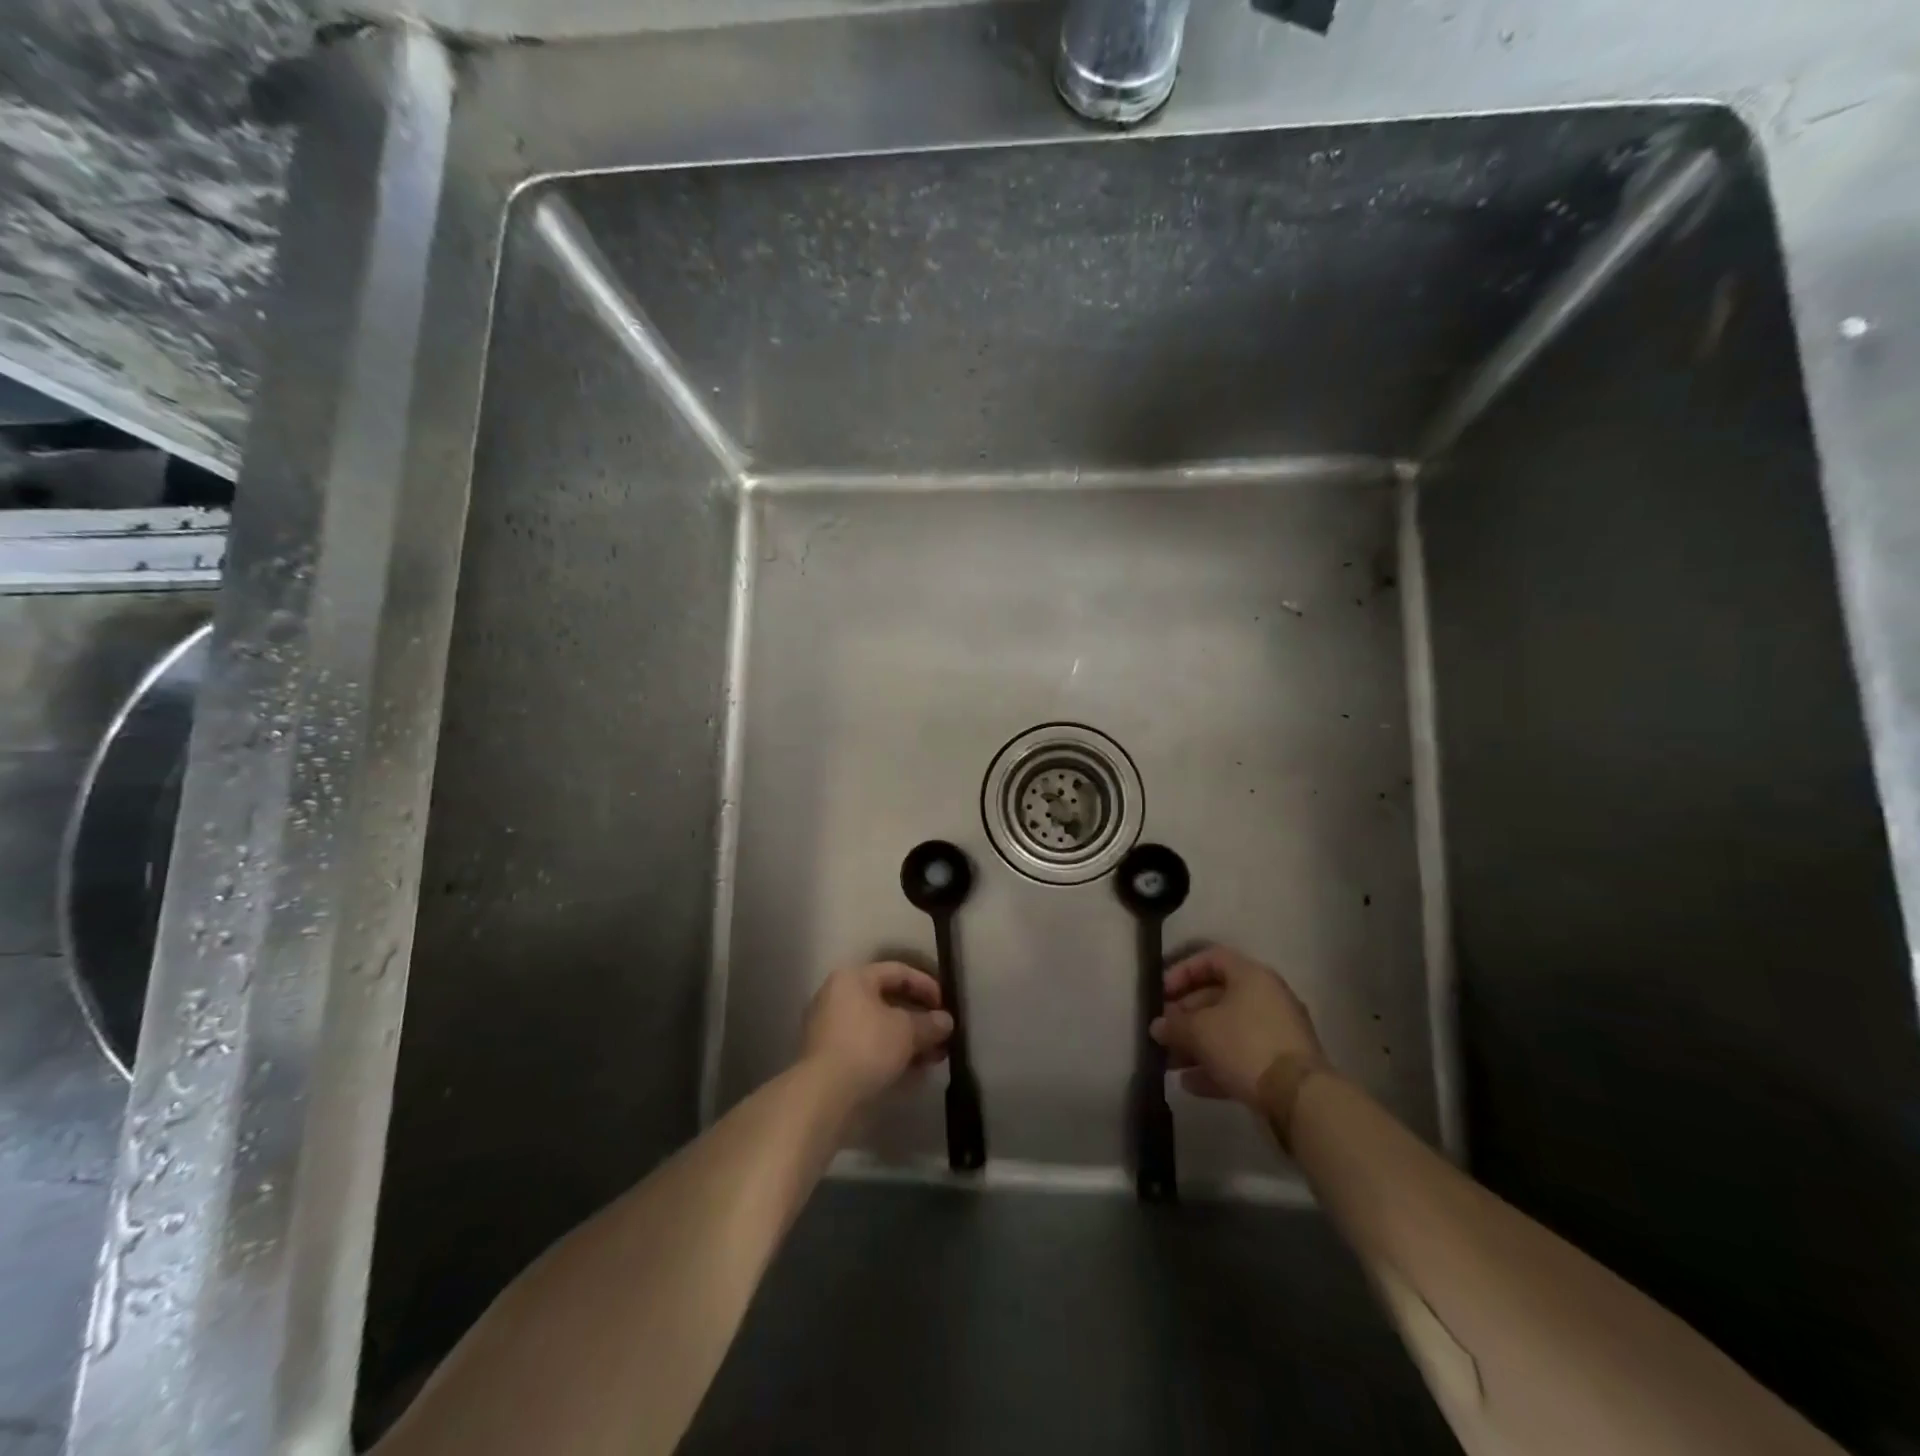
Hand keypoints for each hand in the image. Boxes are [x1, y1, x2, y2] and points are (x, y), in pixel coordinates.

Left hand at [802, 962, 953, 1107]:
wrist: (824, 1095)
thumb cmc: (867, 1047)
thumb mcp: (907, 1031)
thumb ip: (930, 1023)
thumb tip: (946, 1021)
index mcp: (853, 979)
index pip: (898, 971)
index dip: (926, 985)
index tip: (946, 1006)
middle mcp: (837, 997)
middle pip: (888, 1001)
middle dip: (919, 1019)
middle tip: (942, 1035)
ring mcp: (831, 1029)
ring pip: (879, 1028)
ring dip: (908, 1040)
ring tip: (934, 1057)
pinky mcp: (830, 1058)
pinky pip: (868, 1048)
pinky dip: (891, 1056)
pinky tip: (914, 1072)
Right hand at [1150, 945, 1326, 1106]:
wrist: (1299, 1097)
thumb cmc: (1245, 1045)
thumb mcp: (1200, 1031)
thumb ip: (1174, 1025)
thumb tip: (1157, 1026)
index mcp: (1251, 976)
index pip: (1211, 958)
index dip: (1182, 971)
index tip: (1162, 993)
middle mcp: (1267, 997)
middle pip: (1217, 997)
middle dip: (1185, 1015)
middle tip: (1163, 1032)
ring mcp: (1277, 1032)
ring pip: (1228, 1030)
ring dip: (1196, 1044)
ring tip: (1170, 1062)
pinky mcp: (1281, 1064)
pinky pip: (1242, 1056)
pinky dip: (1216, 1065)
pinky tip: (1190, 1084)